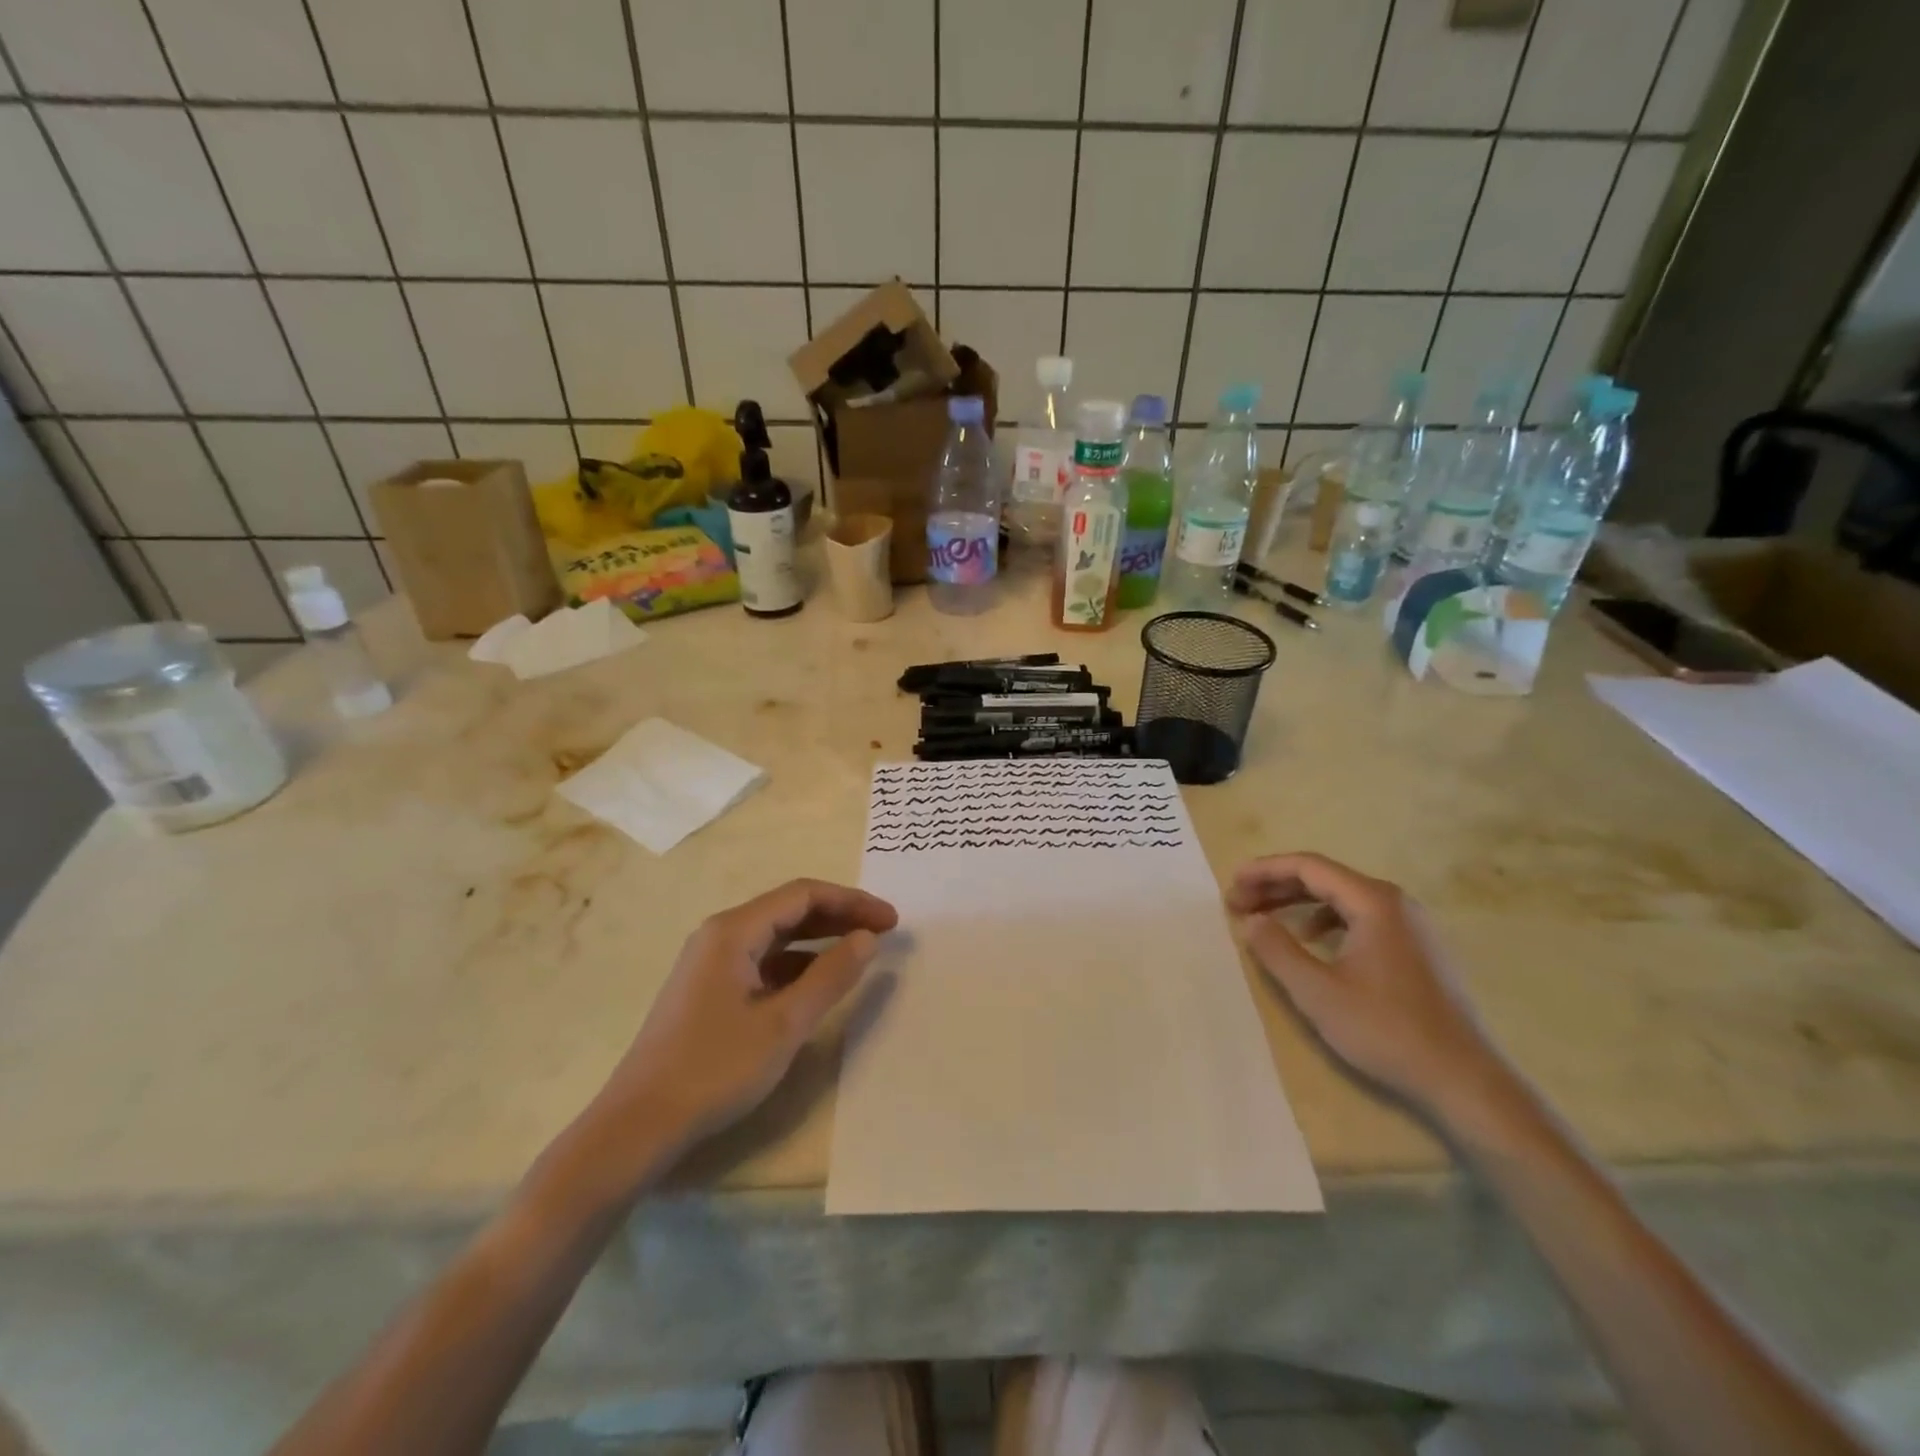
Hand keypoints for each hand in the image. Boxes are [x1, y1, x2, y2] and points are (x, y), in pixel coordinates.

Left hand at [567, 879, 897, 1194]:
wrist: (639, 1125)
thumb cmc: (715, 1069)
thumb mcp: (784, 1024)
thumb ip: (831, 976)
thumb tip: (868, 938)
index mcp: (733, 930)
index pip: (803, 895)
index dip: (852, 902)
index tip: (891, 921)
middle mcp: (720, 935)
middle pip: (789, 909)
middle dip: (839, 916)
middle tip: (884, 931)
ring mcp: (710, 962)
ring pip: (776, 936)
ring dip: (819, 939)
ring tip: (859, 953)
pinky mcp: (708, 989)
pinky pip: (762, 961)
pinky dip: (796, 964)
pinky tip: (817, 984)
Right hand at [1226, 852, 1505, 1119]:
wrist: (1465, 1080)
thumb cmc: (1386, 1030)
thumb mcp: (1317, 992)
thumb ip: (1277, 950)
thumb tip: (1251, 920)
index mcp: (1374, 901)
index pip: (1307, 867)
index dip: (1263, 871)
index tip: (1230, 885)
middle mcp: (1395, 902)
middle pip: (1324, 878)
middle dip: (1276, 887)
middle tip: (1237, 904)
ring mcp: (1411, 925)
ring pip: (1342, 898)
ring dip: (1298, 903)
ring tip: (1265, 920)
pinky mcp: (1417, 948)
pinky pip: (1360, 917)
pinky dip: (1325, 921)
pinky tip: (1311, 943)